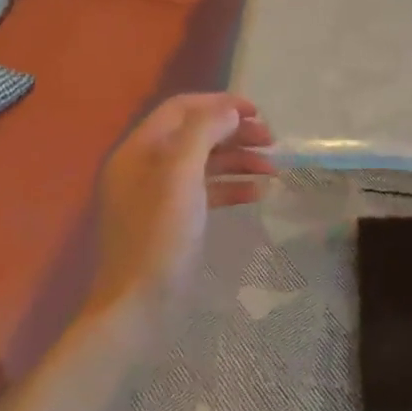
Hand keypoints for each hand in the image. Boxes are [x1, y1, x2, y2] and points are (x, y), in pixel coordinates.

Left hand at [89, 94, 274, 325]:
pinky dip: (232, 187)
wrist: (138, 306)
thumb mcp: (179, 177)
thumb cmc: (158, 237)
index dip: (220, 104)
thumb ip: (203, 134)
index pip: (182, 109)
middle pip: (196, 134)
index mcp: (140, 149)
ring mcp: (159, 195)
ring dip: (239, 160)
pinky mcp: (173, 220)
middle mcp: (146, 166)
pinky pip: (206, 191)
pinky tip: (258, 193)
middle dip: (235, 133)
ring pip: (205, 163)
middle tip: (272, 142)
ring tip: (273, 169)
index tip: (258, 113)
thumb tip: (229, 110)